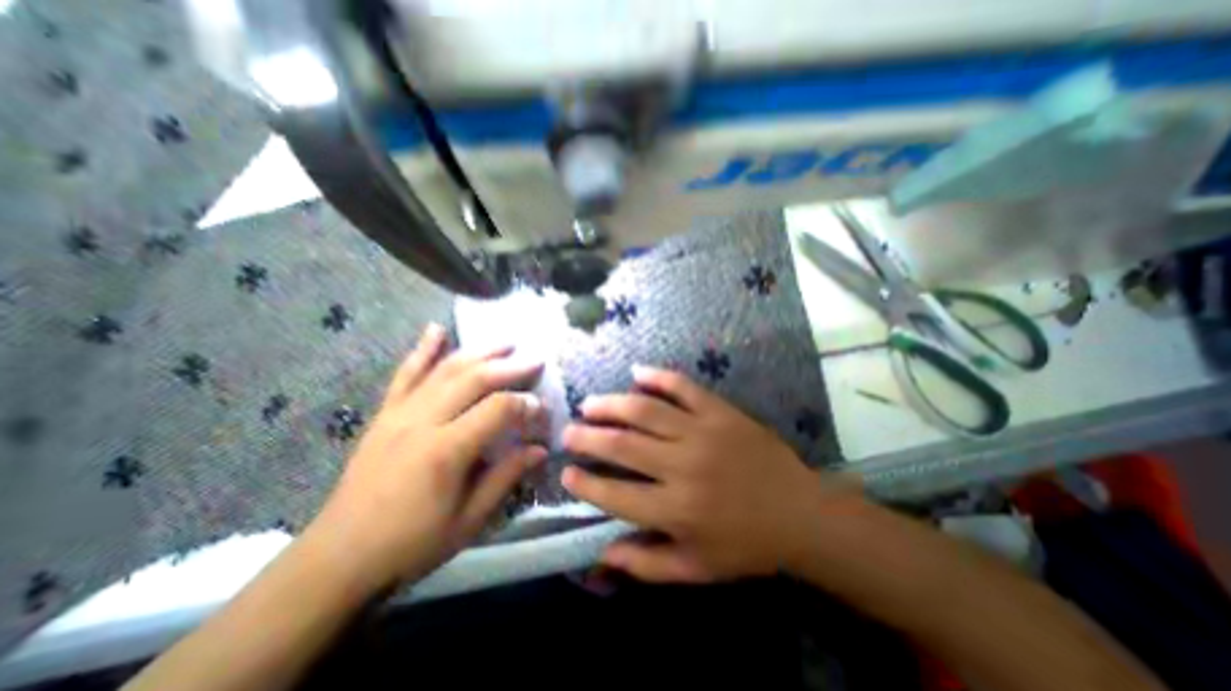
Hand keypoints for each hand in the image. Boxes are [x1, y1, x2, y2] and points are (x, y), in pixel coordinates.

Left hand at [305, 325, 545, 592]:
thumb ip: (506, 476)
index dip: (526, 404)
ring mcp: (400, 413)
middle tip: (536, 360)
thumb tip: (540, 448)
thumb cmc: (411, 544)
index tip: (544, 408)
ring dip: (480, 351)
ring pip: (445, 369)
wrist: (338, 557)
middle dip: (510, 366)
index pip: (497, 409)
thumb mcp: (469, 519)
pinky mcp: (385, 414)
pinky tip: (436, 329)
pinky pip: (405, 374)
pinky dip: (423, 349)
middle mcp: (422, 421)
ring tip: (506, 342)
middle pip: (474, 379)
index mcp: (446, 450)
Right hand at [561, 366, 857, 582]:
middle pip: (623, 445)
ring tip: (590, 404)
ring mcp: (702, 432)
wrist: (801, 513)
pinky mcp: (720, 412)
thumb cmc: (748, 546)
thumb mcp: (697, 569)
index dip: (586, 485)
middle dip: (588, 437)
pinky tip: (637, 373)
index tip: (567, 474)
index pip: (616, 495)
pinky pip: (683, 387)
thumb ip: (647, 565)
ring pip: (646, 410)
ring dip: (612, 404)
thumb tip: (603, 553)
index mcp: (677, 510)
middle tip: (568, 432)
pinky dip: (657, 376)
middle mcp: (683, 466)